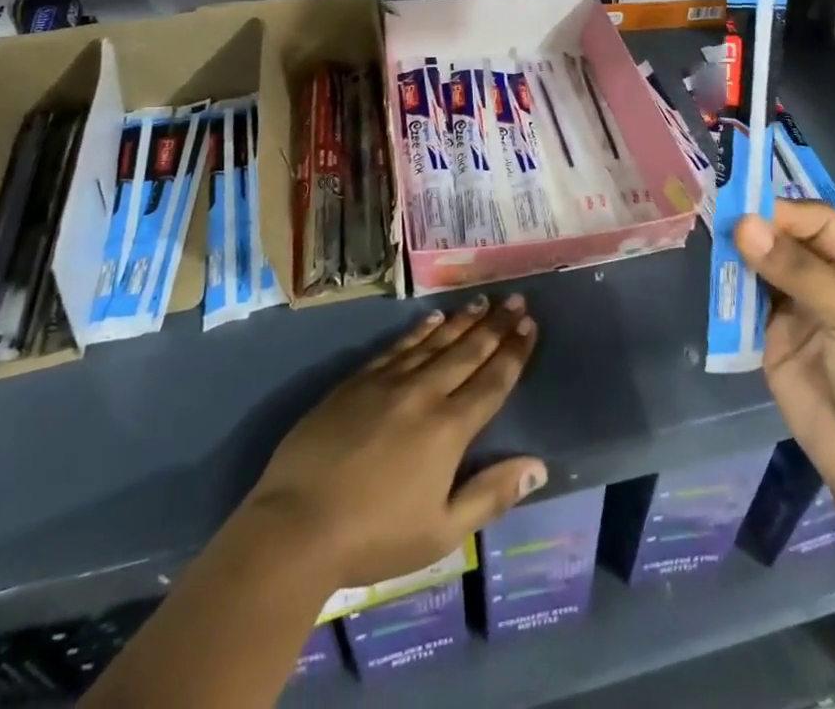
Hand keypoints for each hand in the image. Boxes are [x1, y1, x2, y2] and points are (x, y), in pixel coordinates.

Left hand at [244, 295, 544, 589]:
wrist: (297, 525)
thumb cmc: (375, 537)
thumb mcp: (442, 532)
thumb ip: (491, 495)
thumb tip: (538, 467)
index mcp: (449, 429)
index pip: (492, 381)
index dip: (514, 351)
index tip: (530, 324)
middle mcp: (424, 394)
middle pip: (468, 351)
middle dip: (495, 324)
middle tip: (515, 298)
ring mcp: (388, 382)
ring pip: (435, 342)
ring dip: (462, 321)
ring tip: (482, 301)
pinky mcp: (356, 381)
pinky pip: (397, 346)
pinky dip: (419, 330)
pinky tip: (432, 318)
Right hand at [735, 201, 834, 518]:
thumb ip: (797, 270)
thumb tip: (742, 223)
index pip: (814, 219)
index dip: (782, 211)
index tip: (744, 210)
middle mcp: (822, 277)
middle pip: (781, 237)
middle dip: (753, 228)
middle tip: (716, 220)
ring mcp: (794, 307)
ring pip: (758, 266)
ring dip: (736, 256)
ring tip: (709, 244)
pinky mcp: (768, 336)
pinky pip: (743, 303)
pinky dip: (727, 290)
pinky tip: (712, 279)